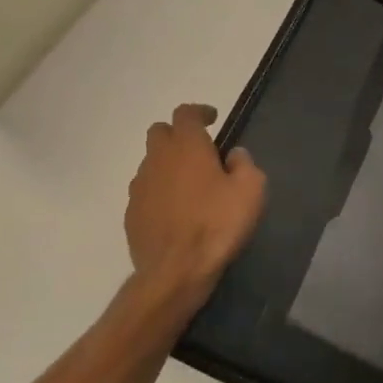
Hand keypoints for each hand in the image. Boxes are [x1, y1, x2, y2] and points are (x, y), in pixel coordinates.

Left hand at [126, 104, 265, 293]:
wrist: (176, 270)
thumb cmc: (217, 225)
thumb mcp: (251, 191)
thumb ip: (245, 164)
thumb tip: (234, 155)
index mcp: (186, 147)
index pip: (185, 113)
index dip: (199, 112)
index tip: (212, 120)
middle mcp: (157, 159)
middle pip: (160, 133)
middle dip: (178, 135)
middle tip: (200, 152)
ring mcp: (139, 186)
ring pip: (151, 163)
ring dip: (168, 166)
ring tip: (190, 187)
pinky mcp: (131, 212)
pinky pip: (146, 191)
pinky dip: (160, 192)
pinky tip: (176, 212)